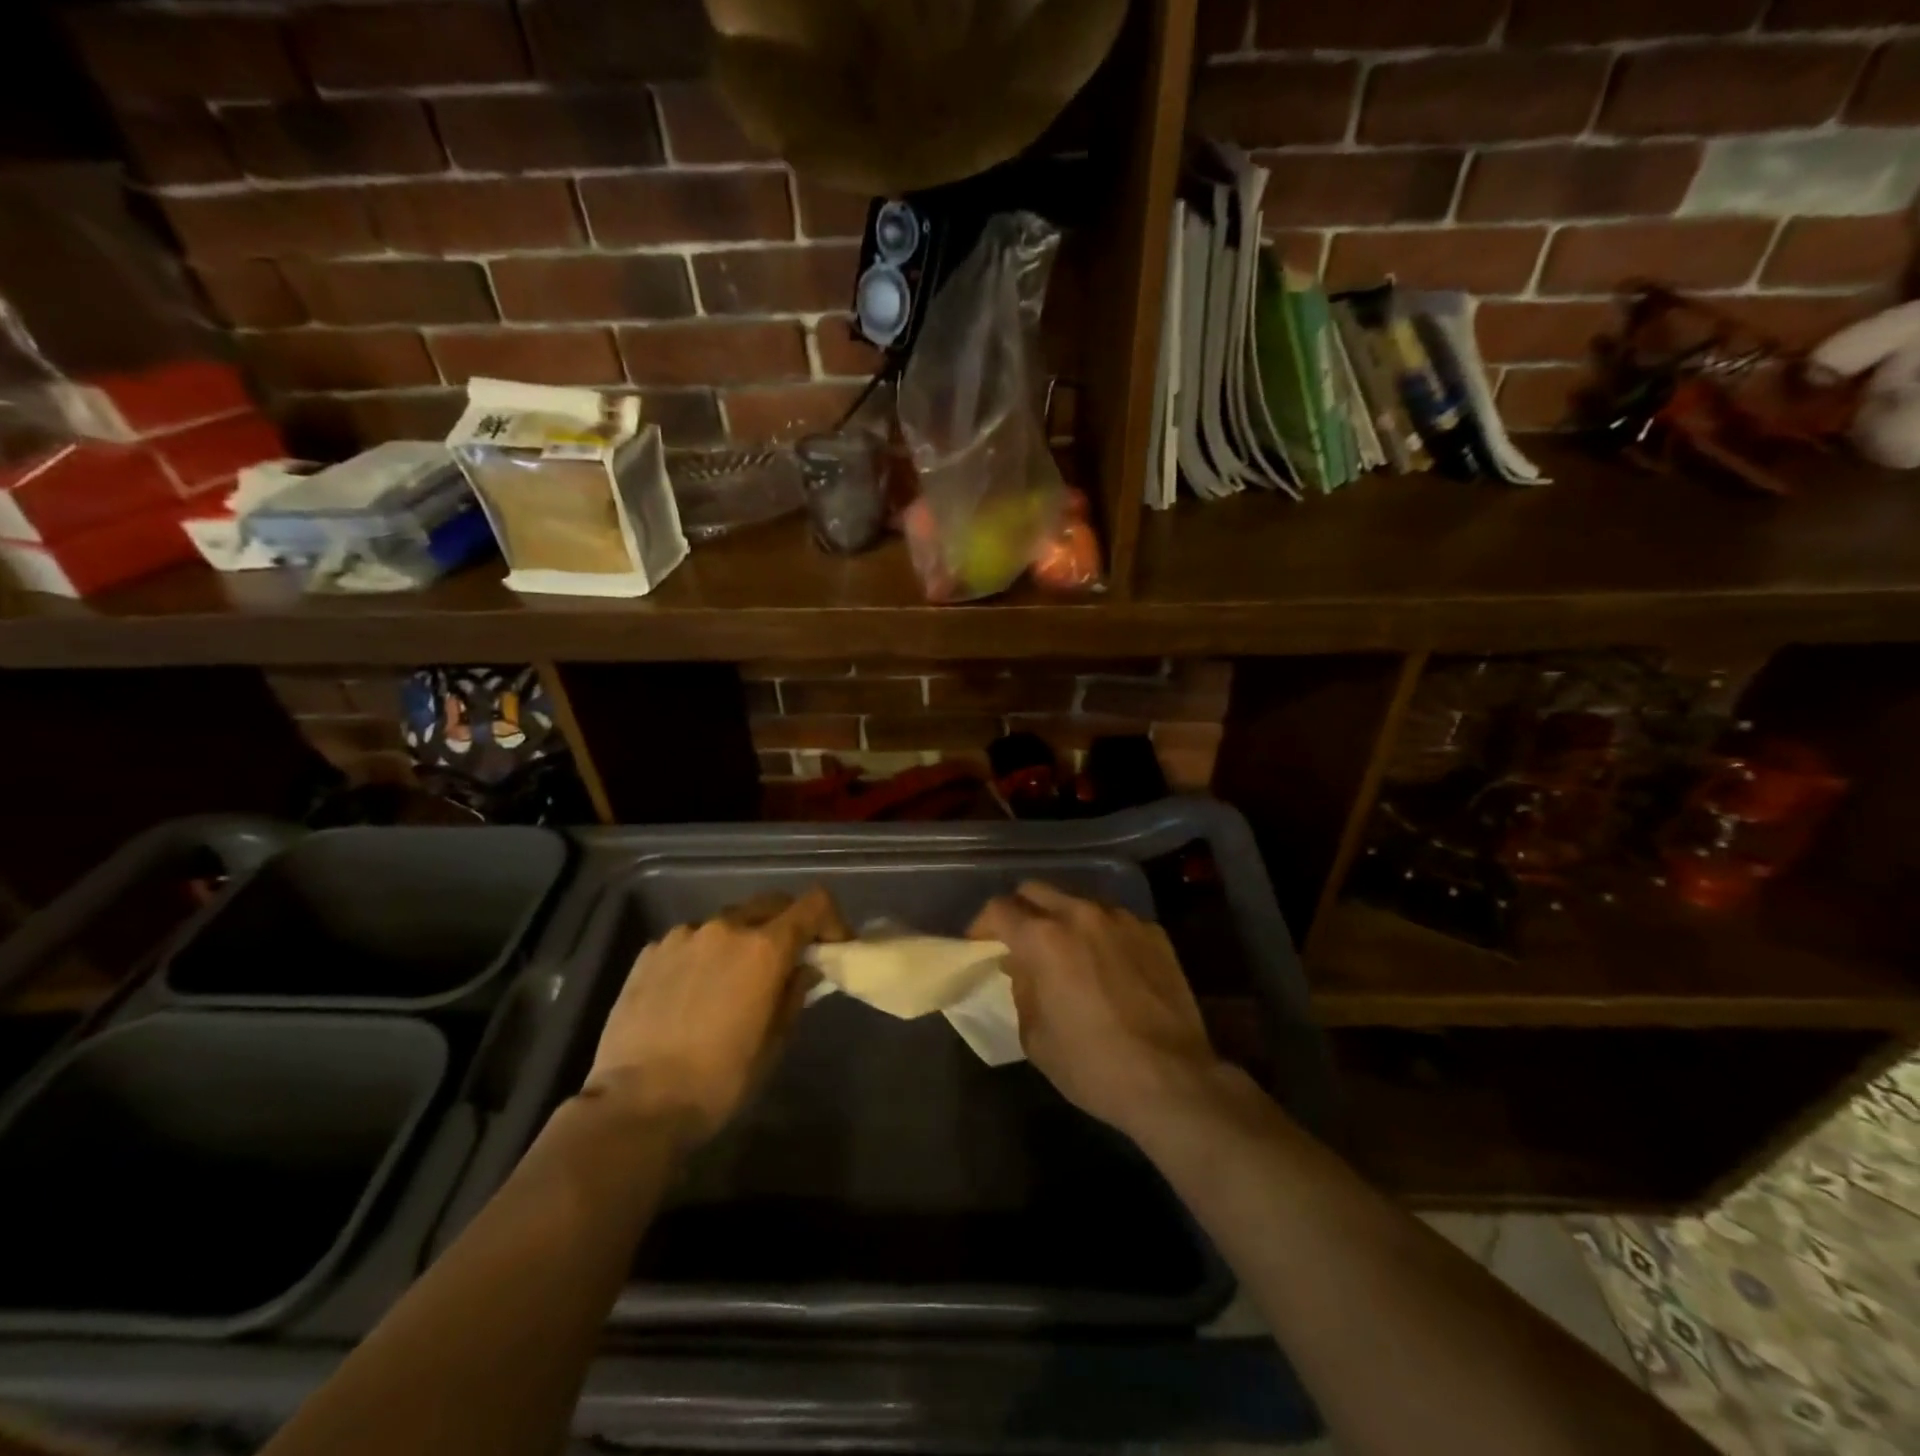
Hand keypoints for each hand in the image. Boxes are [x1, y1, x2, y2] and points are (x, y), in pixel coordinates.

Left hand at [583, 888, 846, 1146]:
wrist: (636, 1105)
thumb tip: (804, 969)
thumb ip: (794, 994)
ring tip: (734, 979)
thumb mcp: (774, 1042)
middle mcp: (725, 927)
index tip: (833, 946)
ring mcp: (683, 936)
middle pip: (771, 904)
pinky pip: (691, 940)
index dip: (831, 919)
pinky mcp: (650, 952)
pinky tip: (694, 991)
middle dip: (788, 924)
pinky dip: (705, 954)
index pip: (814, 904)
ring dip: (743, 939)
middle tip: (789, 959)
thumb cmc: (719, 1080)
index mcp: (764, 948)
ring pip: (728, 921)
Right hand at [969, 882, 1222, 1140]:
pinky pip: (1114, 920)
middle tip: (1019, 943)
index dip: (982, 925)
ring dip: (1062, 919)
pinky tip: (1107, 966)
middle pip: (1036, 890)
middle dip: (1020, 911)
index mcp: (1044, 938)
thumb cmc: (1092, 1065)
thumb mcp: (1035, 1037)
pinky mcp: (1153, 932)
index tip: (979, 945)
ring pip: (1078, 901)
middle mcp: (1081, 914)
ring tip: (1066, 952)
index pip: (999, 909)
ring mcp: (1121, 919)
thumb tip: (1022, 968)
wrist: (1172, 1080)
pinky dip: (1100, 934)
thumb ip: (1021, 990)